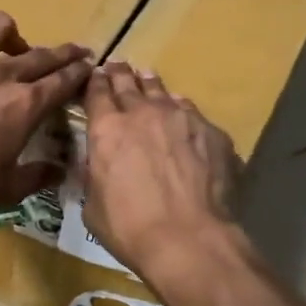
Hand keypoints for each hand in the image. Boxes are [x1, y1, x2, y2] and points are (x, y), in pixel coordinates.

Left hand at [0, 13, 91, 219]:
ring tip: (10, 42)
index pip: (63, 81)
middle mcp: (0, 75)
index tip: (90, 66)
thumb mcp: (7, 190)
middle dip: (63, 52)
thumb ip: (37, 176)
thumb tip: (60, 171)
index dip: (80, 72)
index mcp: (25, 105)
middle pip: (41, 54)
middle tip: (74, 51)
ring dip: (10, 32)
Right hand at [82, 63, 241, 287]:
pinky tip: (182, 117)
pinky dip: (181, 111)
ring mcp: (181, 119)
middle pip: (128, 83)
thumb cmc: (130, 228)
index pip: (97, 93)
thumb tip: (97, 167)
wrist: (188, 239)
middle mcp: (142, 113)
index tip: (95, 76)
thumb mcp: (92, 205)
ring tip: (148, 79)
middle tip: (118, 67)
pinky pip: (192, 113)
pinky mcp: (212, 132)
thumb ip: (94, 176)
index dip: (95, 82)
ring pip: (162, 91)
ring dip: (151, 85)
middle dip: (120, 74)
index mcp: (106, 129)